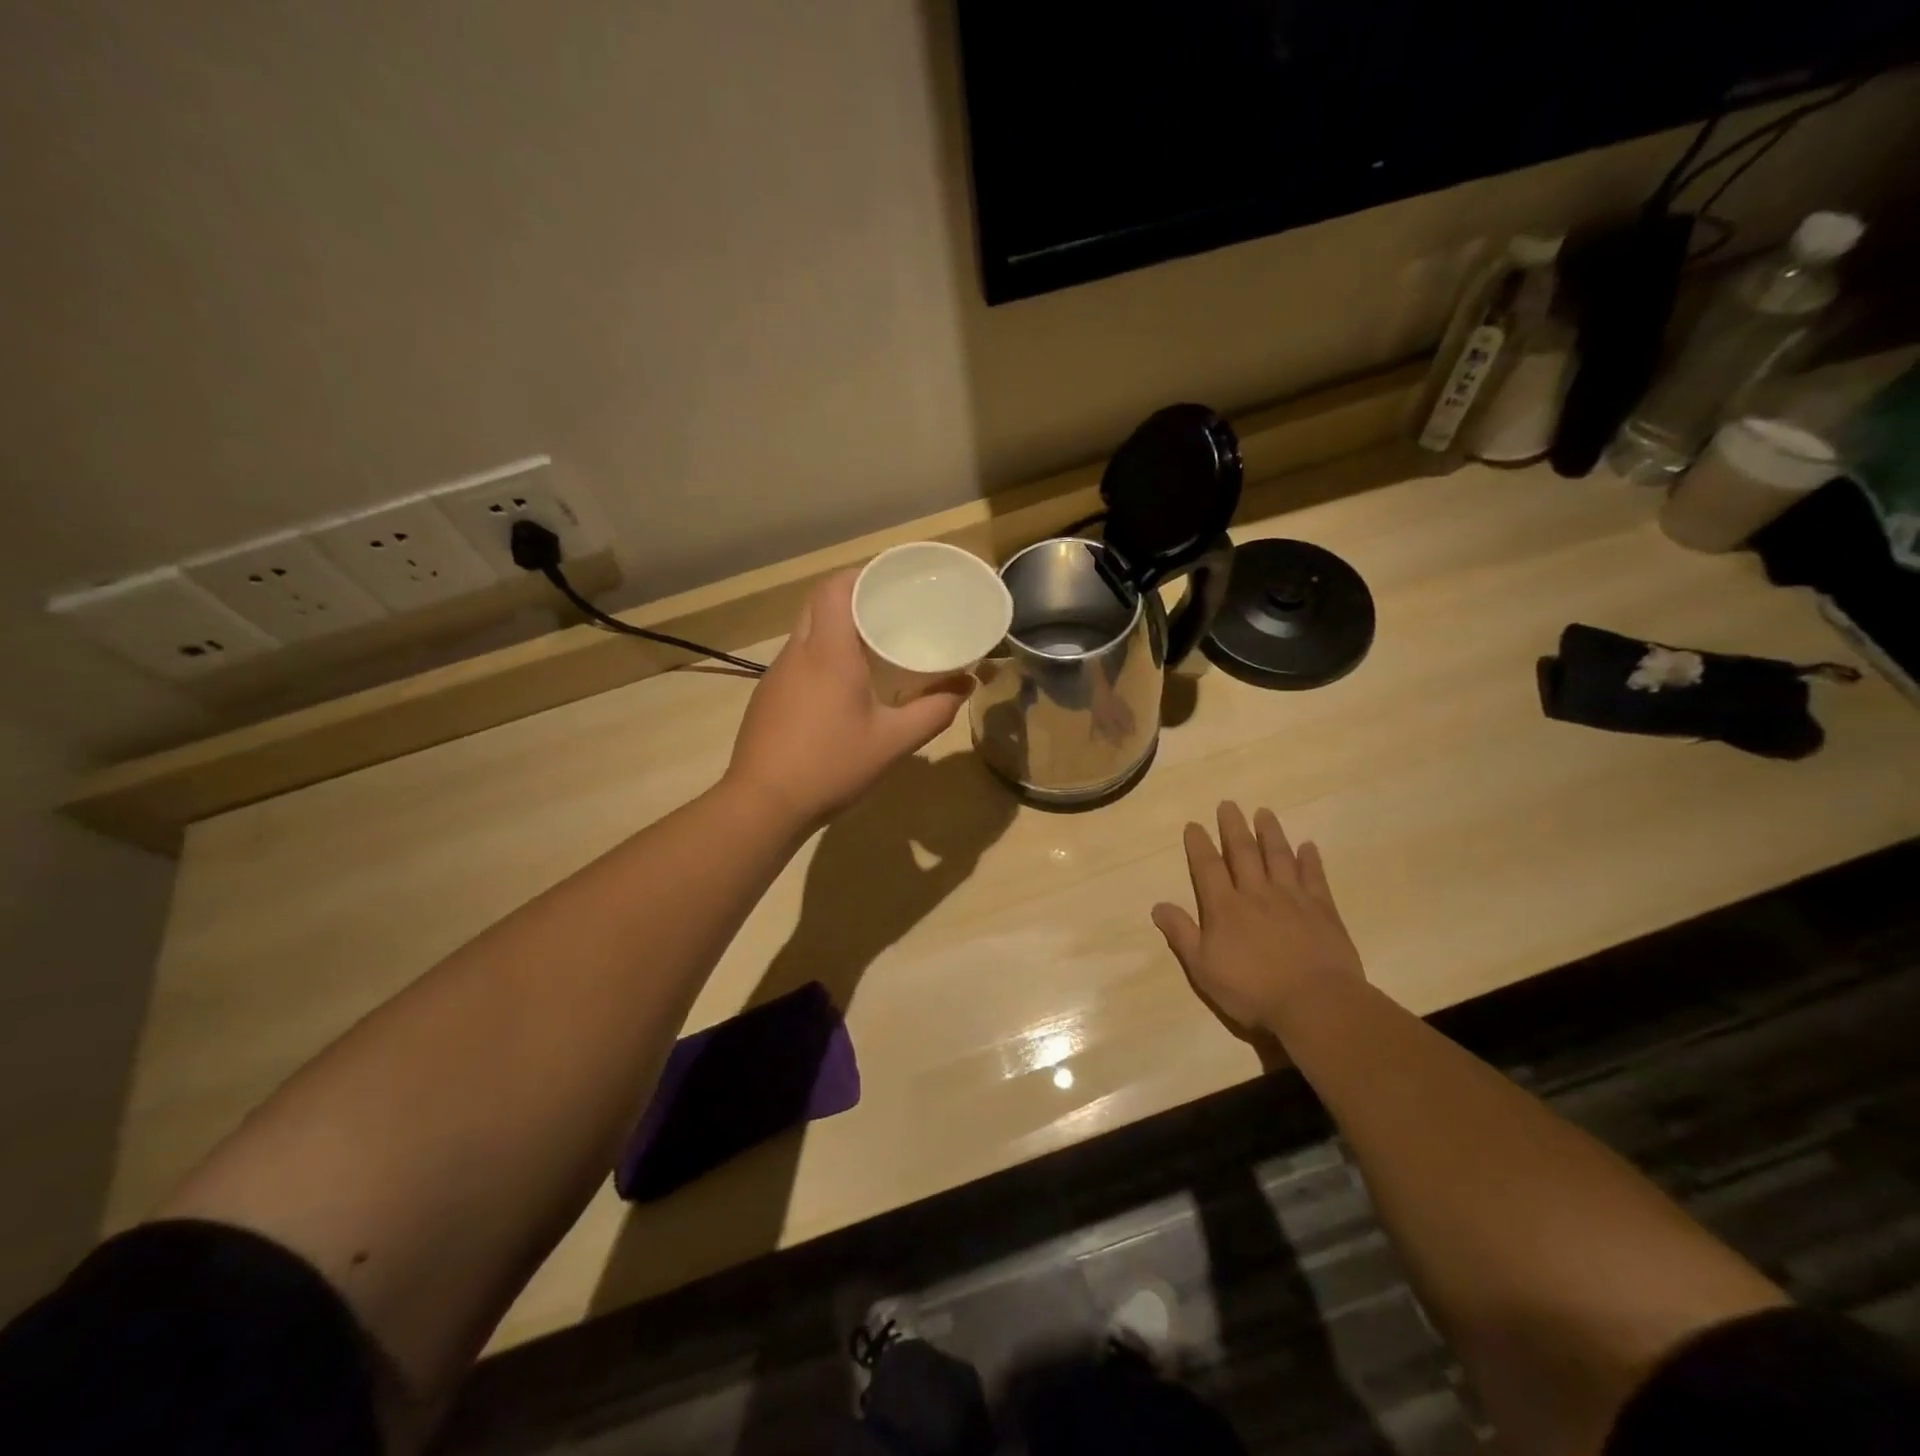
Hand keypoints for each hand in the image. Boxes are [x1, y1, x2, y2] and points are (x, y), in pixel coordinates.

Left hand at [724, 570, 973, 831]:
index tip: (892, 582)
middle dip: (853, 599)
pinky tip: (841, 687)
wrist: (763, 805)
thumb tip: (965, 686)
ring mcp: (776, 675)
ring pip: (806, 631)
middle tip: (890, 613)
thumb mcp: (893, 742)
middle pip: (820, 603)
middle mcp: (797, 652)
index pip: (836, 587)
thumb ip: (933, 711)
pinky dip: (821, 656)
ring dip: (835, 628)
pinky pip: (797, 659)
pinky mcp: (767, 697)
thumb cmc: (831, 765)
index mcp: (827, 651)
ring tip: (872, 646)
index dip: (862, 575)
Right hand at [1151, 802, 1364, 1034]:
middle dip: (1233, 828)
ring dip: (1270, 833)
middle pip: (1243, 853)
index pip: (1207, 867)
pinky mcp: (1322, 910)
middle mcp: (1256, 893)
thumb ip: (1182, 934)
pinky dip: (1310, 860)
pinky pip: (1314, 877)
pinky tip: (1308, 846)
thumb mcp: (1203, 969)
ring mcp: (1292, 899)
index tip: (1194, 825)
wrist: (1315, 1003)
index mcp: (1224, 907)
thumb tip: (1158, 905)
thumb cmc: (1252, 990)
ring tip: (1264, 812)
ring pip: (1279, 857)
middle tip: (1228, 804)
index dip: (1199, 845)